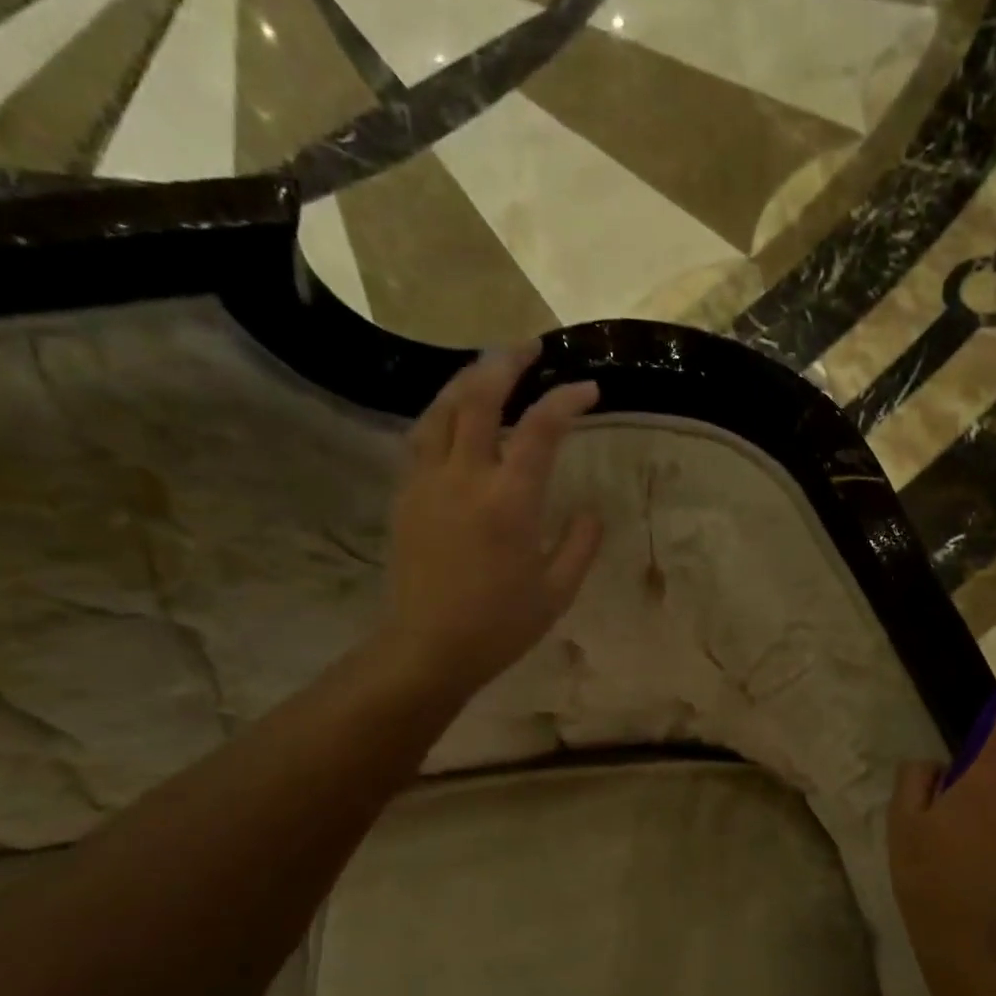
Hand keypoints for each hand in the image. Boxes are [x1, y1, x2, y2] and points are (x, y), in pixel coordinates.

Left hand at [378, 344, 601, 698]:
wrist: (427, 648)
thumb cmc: (499, 625)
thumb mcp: (557, 591)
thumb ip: (580, 544)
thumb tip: (590, 510)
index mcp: (509, 502)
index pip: (541, 429)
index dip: (567, 399)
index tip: (589, 389)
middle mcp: (464, 478)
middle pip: (480, 398)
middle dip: (507, 362)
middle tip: (530, 347)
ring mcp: (427, 482)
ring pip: (442, 408)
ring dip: (468, 379)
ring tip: (491, 367)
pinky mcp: (405, 495)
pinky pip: (421, 436)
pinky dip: (443, 412)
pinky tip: (455, 413)